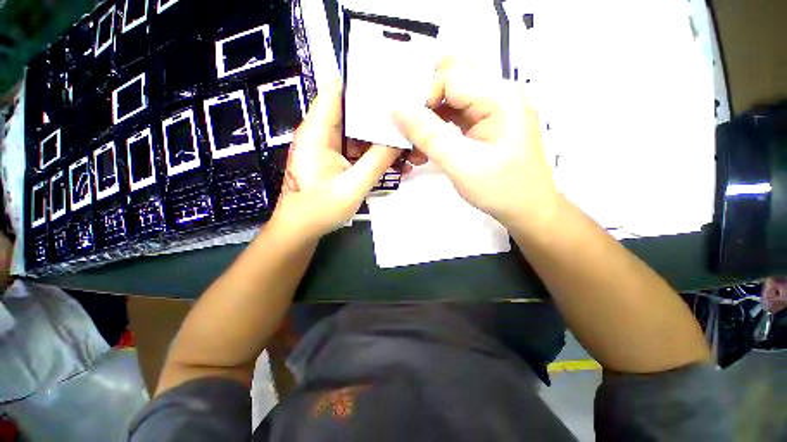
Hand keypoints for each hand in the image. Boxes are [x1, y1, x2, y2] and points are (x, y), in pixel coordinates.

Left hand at [270, 82, 399, 239]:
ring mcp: (330, 147)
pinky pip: (359, 151)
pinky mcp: (336, 160)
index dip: (364, 83)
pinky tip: (397, 165)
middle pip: (355, 112)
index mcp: (317, 131)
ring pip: (361, 134)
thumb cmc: (319, 210)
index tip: (394, 87)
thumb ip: (377, 161)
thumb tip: (400, 138)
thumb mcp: (352, 186)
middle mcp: (322, 133)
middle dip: (383, 118)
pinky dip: (377, 155)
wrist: (300, 230)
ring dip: (384, 141)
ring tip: (411, 150)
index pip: (338, 90)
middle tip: (412, 123)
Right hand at [392, 57, 558, 227]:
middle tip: (410, 128)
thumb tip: (396, 109)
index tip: (408, 129)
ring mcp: (493, 108)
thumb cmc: (500, 190)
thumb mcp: (461, 164)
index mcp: (500, 97)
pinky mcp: (487, 123)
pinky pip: (456, 113)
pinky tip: (428, 147)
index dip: (423, 98)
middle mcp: (499, 93)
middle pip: (452, 76)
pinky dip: (437, 127)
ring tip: (416, 144)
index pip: (450, 76)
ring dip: (429, 116)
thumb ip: (428, 135)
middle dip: (425, 100)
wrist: (527, 209)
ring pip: (451, 95)